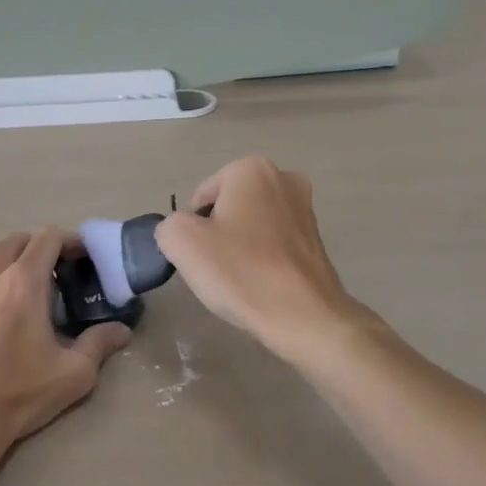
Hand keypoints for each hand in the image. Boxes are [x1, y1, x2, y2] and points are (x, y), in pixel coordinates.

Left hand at [0, 227, 130, 468]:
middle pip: (16, 239)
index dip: (69, 240)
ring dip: (1, 254)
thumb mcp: (73, 373)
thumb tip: (121, 330)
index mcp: (24, 282)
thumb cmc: (19, 393)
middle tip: (55, 271)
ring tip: (15, 276)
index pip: (48, 237)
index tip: (81, 258)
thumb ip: (99, 344)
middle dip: (39, 247)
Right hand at [155, 156, 357, 358]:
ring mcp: (305, 208)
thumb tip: (181, 231)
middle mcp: (283, 178)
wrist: (303, 316)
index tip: (201, 257)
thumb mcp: (182, 242)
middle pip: (227, 208)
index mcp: (251, 169)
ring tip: (240, 279)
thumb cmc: (241, 271)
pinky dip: (262, 260)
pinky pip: (273, 243)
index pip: (201, 198)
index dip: (192, 229)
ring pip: (251, 226)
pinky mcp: (316, 238)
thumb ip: (169, 224)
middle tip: (217, 268)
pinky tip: (261, 284)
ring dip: (239, 248)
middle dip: (218, 234)